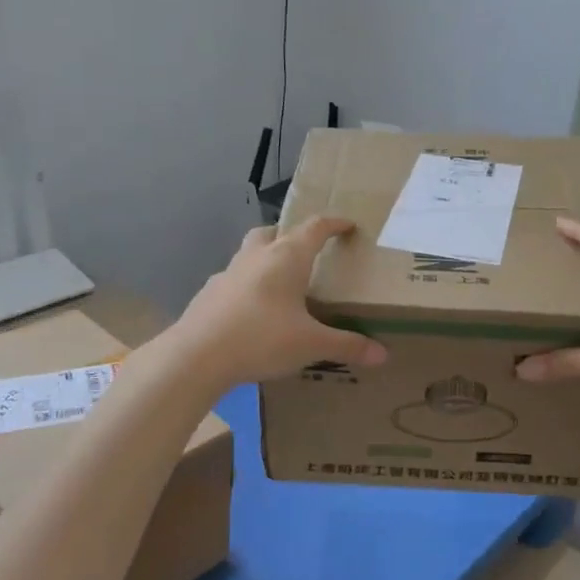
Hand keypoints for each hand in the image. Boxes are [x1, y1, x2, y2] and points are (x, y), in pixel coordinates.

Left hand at [168, 217, 387, 388]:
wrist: (196, 356)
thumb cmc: (262, 339)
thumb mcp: (311, 344)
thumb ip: (347, 345)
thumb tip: (383, 354)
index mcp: (286, 257)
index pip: (315, 228)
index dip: (334, 223)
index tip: (348, 225)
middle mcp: (256, 256)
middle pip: (274, 232)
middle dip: (291, 236)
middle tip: (306, 252)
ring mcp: (228, 273)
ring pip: (250, 253)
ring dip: (266, 259)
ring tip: (280, 284)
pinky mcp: (209, 294)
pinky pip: (233, 280)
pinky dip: (247, 287)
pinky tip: (252, 312)